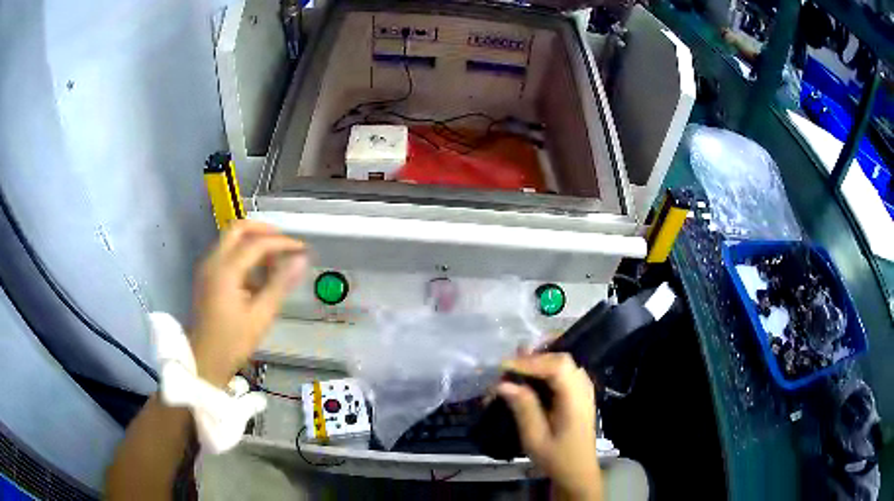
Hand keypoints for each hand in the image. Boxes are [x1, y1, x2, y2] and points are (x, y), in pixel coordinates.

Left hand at [189, 220, 306, 386]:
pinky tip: (258, 274)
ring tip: (275, 260)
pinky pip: (226, 252)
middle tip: (284, 244)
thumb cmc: (233, 342)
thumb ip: (280, 284)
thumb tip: (301, 259)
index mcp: (225, 271)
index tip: (302, 249)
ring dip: (253, 241)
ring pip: (231, 239)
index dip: (282, 242)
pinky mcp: (206, 276)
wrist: (205, 360)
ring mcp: (207, 267)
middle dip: (263, 231)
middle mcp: (213, 261)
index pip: (257, 243)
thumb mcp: (260, 316)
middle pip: (238, 228)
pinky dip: (244, 254)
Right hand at [497, 353, 601, 500]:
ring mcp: (583, 388)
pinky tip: (529, 377)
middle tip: (506, 367)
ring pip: (562, 362)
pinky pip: (563, 370)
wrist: (578, 471)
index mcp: (575, 400)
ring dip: (538, 361)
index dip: (531, 362)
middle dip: (532, 358)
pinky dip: (544, 368)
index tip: (504, 367)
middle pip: (561, 359)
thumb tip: (503, 384)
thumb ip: (523, 408)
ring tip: (514, 369)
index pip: (558, 367)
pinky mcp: (579, 392)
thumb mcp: (535, 439)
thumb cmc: (556, 458)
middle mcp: (583, 388)